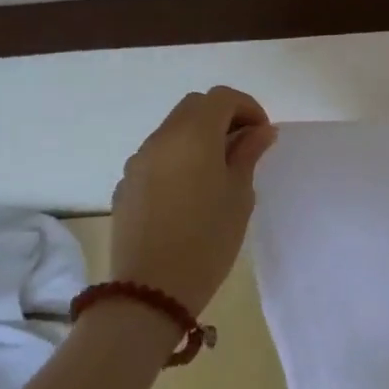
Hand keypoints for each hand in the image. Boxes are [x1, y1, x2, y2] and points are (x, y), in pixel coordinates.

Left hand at [110, 86, 277, 314]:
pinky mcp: (126, 184)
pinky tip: (190, 191)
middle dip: (223, 116)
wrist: (150, 291)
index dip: (248, 108)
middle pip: (195, 106)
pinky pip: (157, 155)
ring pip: (173, 129)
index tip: (262, 135)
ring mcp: (138, 160)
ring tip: (219, 170)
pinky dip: (179, 157)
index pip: (222, 97)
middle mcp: (161, 138)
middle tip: (244, 147)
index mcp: (193, 135)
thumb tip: (261, 131)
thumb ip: (248, 154)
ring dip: (199, 136)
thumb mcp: (239, 196)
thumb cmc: (207, 240)